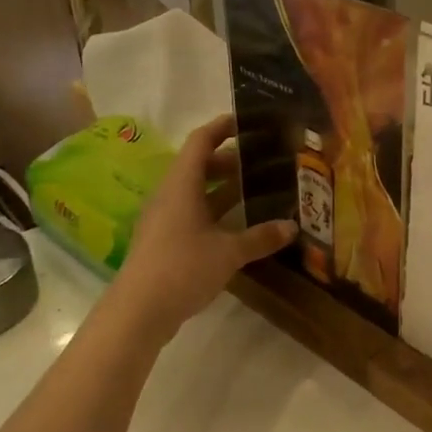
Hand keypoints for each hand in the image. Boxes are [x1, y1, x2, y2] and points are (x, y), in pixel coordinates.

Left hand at [109, 115, 295, 341]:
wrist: (139, 310)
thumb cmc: (182, 268)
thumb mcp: (228, 252)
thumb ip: (260, 237)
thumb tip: (292, 227)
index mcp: (182, 185)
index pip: (201, 142)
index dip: (222, 127)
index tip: (247, 121)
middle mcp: (170, 195)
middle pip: (199, 166)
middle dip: (230, 161)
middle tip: (264, 161)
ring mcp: (164, 220)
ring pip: (196, 193)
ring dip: (224, 189)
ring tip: (257, 189)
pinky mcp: (165, 242)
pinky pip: (193, 215)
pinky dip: (216, 212)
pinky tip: (238, 225)